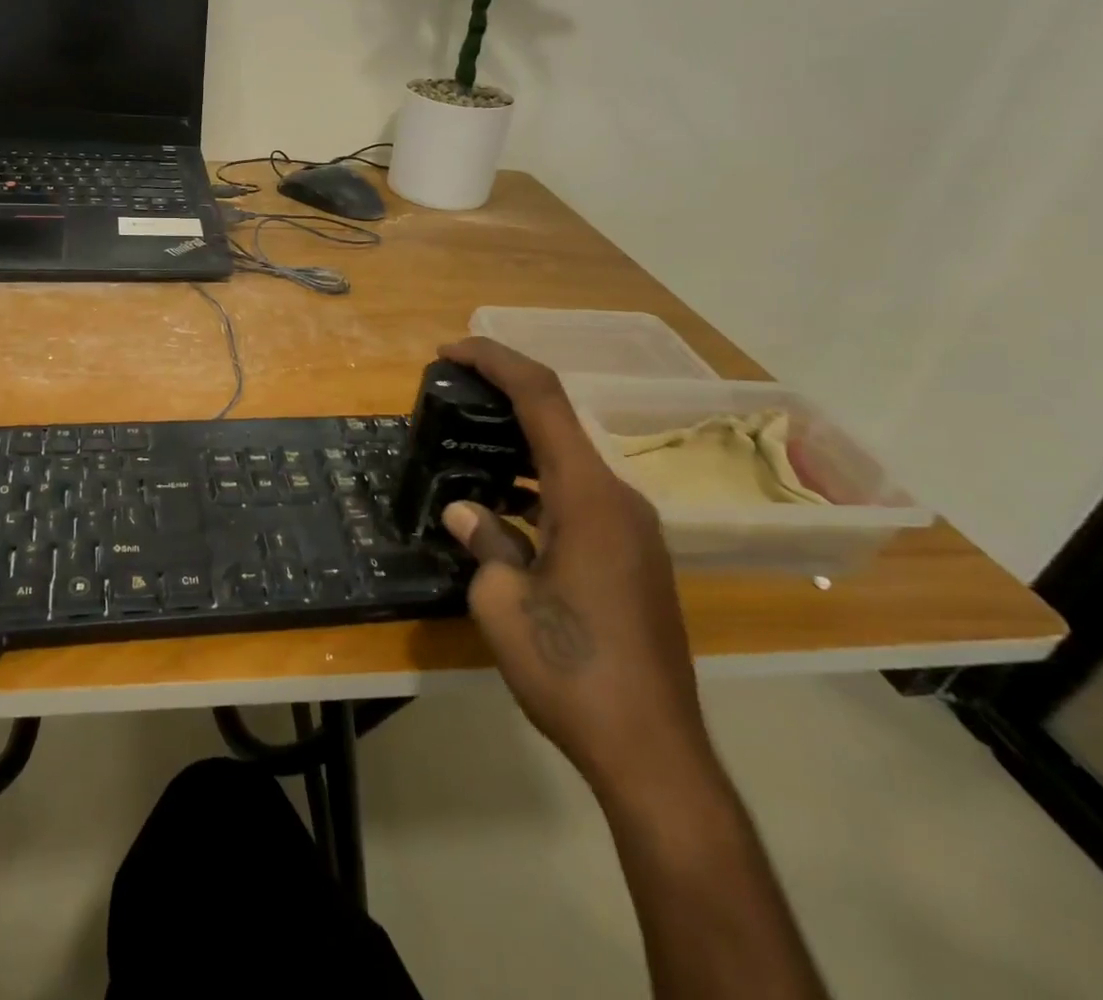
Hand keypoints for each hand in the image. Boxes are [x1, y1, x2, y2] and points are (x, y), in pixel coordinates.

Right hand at [436, 338, 715, 803]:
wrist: (652, 752)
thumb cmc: (571, 669)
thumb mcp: (501, 602)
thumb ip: (485, 541)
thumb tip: (467, 510)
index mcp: (589, 497)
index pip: (542, 399)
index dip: (496, 362)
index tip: (451, 350)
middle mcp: (619, 500)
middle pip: (559, 422)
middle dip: (503, 397)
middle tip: (450, 395)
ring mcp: (633, 529)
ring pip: (569, 461)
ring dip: (520, 444)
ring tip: (467, 446)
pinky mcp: (634, 557)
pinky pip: (580, 497)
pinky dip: (539, 484)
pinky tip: (504, 505)